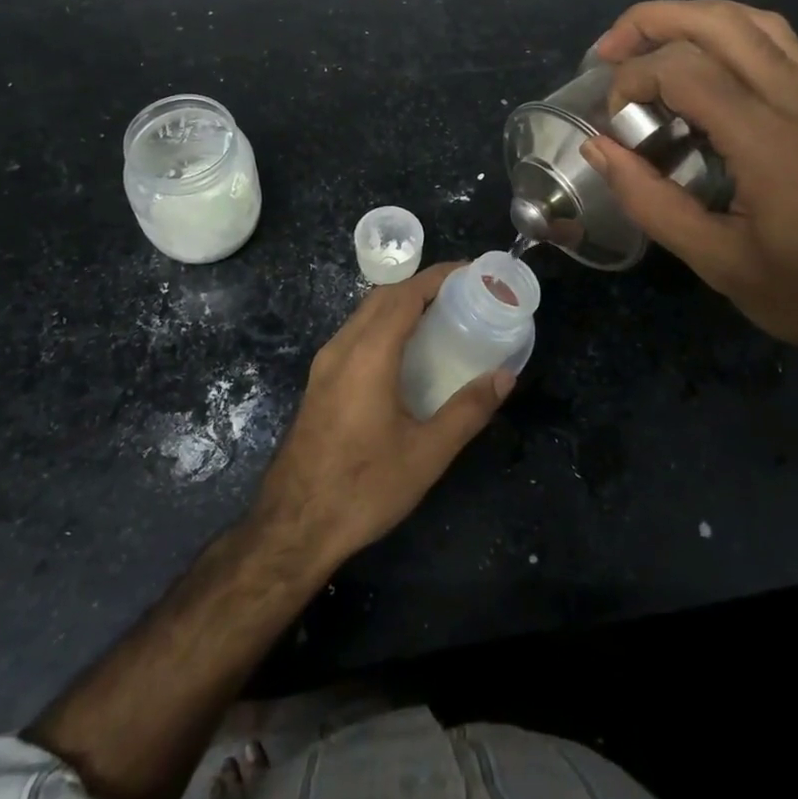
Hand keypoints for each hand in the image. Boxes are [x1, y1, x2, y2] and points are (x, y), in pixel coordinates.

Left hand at [251, 263, 513, 569]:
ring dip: (399, 304)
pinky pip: (354, 335)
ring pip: (364, 314)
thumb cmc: (363, 487)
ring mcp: (324, 365)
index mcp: (368, 354)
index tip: (470, 272)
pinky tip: (403, 351)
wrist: (293, 527)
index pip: (404, 295)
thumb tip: (504, 377)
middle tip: (461, 293)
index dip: (437, 277)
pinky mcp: (318, 383)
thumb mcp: (426, 454)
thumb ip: (468, 411)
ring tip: (438, 315)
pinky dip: (383, 325)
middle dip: (421, 286)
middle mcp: (342, 348)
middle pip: (383, 297)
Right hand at [582, 0, 797, 396]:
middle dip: (653, 22)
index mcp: (771, 143)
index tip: (614, 122)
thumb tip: (599, 148)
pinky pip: (782, 45)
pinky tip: (708, 64)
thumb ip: (651, 201)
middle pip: (720, 22)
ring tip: (650, 44)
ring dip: (693, 17)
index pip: (686, 70)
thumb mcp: (720, 265)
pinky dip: (731, 34)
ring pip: (755, 22)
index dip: (634, 79)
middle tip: (609, 50)